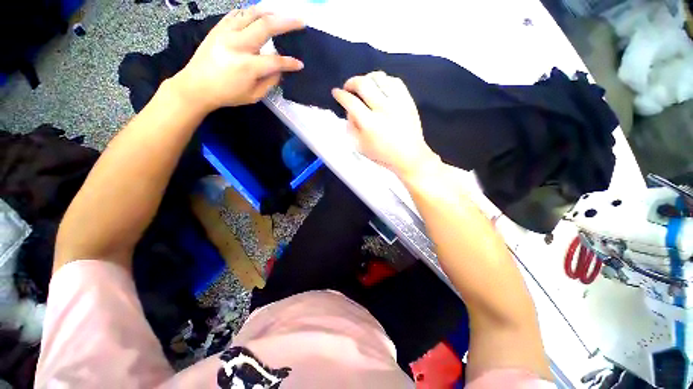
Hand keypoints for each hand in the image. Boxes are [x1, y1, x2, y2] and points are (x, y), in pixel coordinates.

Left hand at [171, 7, 304, 112]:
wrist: (196, 86)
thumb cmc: (227, 95)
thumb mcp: (253, 96)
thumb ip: (269, 82)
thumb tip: (280, 70)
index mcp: (248, 66)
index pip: (276, 61)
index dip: (290, 63)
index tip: (300, 65)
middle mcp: (238, 44)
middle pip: (266, 26)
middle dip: (287, 22)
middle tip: (300, 21)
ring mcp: (226, 33)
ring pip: (252, 13)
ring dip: (270, 11)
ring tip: (282, 13)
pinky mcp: (219, 28)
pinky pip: (237, 14)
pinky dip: (250, 11)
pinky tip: (259, 13)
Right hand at [332, 71, 439, 178]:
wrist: (409, 156)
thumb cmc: (382, 155)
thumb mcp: (360, 147)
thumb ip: (351, 127)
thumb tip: (349, 110)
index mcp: (369, 124)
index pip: (350, 102)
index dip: (340, 95)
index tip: (336, 92)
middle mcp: (382, 109)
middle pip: (363, 84)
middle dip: (351, 82)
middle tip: (348, 87)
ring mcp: (397, 102)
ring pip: (379, 78)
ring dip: (367, 78)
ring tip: (364, 85)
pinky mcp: (408, 100)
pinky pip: (395, 81)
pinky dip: (384, 80)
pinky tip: (380, 87)